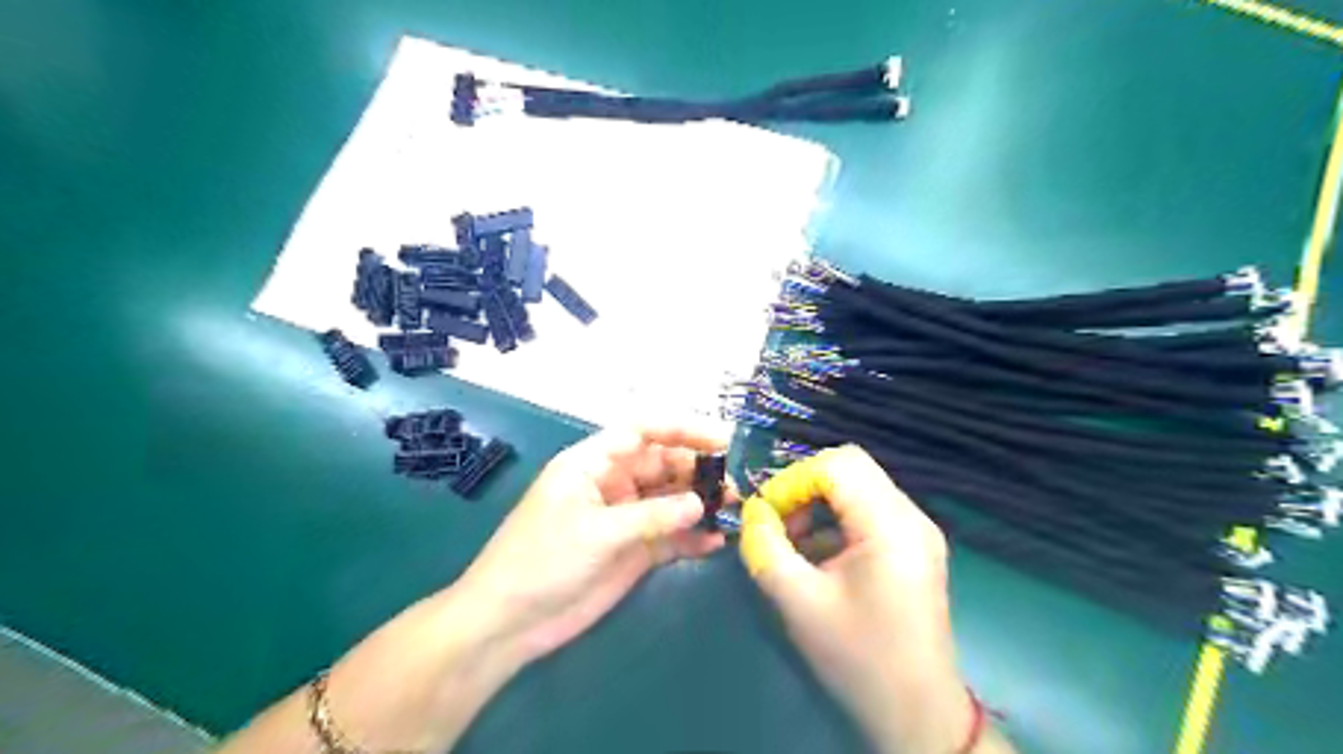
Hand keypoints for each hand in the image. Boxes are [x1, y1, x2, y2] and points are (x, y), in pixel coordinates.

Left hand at [458, 423, 734, 666]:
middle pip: (663, 464)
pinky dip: (692, 536)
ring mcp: (624, 519)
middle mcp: (613, 484)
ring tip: (733, 508)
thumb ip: (652, 516)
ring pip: (670, 500)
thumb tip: (701, 503)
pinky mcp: (632, 552)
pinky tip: (716, 541)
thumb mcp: (597, 532)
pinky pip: (669, 536)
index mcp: (593, 464)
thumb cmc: (542, 561)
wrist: (509, 623)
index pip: (642, 432)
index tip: (721, 441)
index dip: (681, 430)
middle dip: (697, 470)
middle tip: (733, 484)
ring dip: (700, 502)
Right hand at [741, 444, 972, 753]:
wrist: (916, 713)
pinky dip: (836, 520)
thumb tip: (752, 514)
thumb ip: (765, 548)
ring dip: (819, 504)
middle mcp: (911, 516)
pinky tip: (819, 556)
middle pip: (850, 467)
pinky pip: (869, 510)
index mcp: (890, 526)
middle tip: (778, 525)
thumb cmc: (857, 657)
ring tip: (794, 543)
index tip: (767, 515)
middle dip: (804, 488)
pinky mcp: (914, 547)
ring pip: (859, 486)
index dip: (793, 480)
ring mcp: (917, 531)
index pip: (837, 464)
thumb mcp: (798, 602)